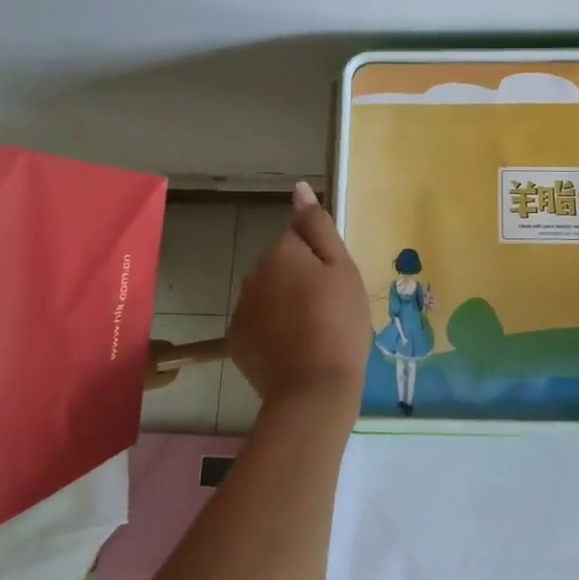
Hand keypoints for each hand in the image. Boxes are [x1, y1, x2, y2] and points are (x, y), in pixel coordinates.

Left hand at [226, 182, 372, 419]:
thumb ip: (317, 226)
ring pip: (269, 292)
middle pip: (282, 264)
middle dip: (301, 278)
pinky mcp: (236, 338)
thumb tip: (299, 189)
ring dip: (286, 302)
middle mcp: (254, 273)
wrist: (314, 390)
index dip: (321, 259)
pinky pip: (258, 320)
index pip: (300, 237)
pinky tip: (293, 348)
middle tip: (329, 308)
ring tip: (313, 331)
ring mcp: (242, 307)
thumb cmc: (339, 323)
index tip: (335, 285)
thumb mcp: (342, 269)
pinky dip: (273, 328)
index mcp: (282, 252)